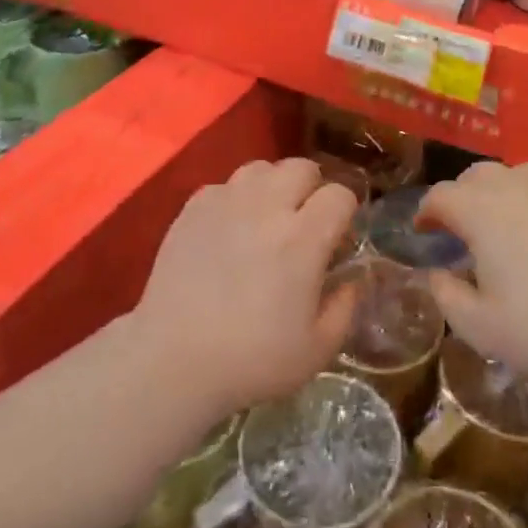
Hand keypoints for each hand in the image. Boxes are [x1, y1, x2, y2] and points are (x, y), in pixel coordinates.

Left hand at [132, 158, 357, 420]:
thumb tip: (353, 278)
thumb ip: (345, 307)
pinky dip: (235, 198)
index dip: (345, 212)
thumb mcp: (317, 349)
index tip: (338, 237)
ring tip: (267, 217)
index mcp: (303, 238)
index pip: (339, 195)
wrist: (174, 360)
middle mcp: (267, 207)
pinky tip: (230, 228)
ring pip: (261, 168)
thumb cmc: (252, 360)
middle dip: (312, 189)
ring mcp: (226, 202)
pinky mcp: (193, 208)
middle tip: (305, 221)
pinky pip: (225, 185)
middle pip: (302, 167)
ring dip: (274, 186)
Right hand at [421, 162, 527, 396]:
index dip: (426, 212)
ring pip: (515, 175)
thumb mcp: (480, 328)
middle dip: (462, 197)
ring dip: (500, 194)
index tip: (424, 232)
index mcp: (481, 211)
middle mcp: (515, 185)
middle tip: (464, 230)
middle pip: (475, 176)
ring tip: (507, 227)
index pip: (440, 196)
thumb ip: (445, 295)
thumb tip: (438, 272)